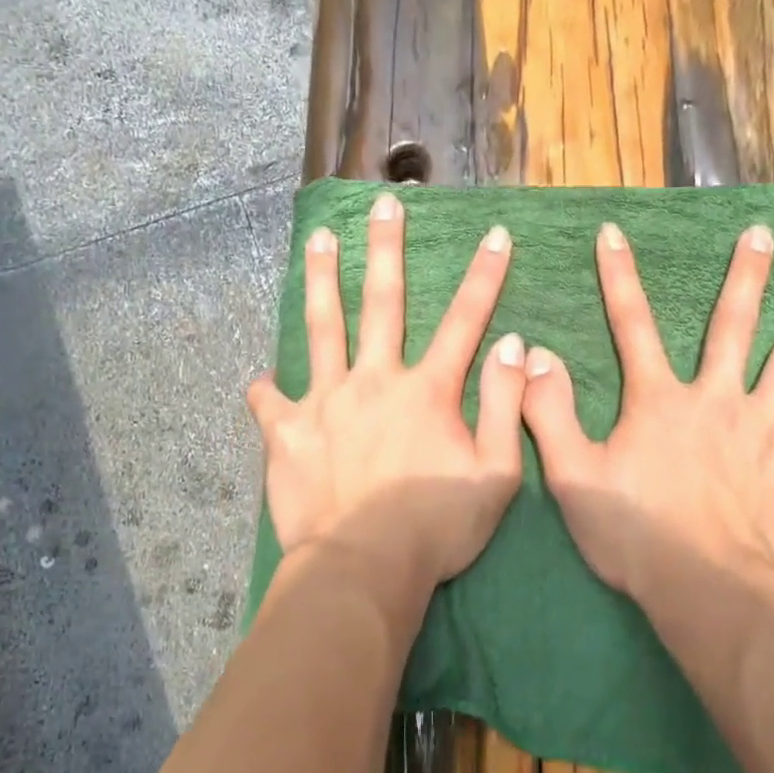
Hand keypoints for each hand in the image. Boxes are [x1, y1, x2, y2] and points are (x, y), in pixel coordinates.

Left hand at [247, 191, 528, 596]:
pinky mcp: (288, 432)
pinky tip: (260, 380)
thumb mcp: (496, 474)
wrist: (363, 568)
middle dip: (385, 248)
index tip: (495, 234)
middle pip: (382, 301)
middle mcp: (375, 380)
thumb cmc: (437, 528)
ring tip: (317, 239)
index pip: (464, 320)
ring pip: (322, 327)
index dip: (484, 275)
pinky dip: (266, 389)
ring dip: (320, 279)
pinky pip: (271, 402)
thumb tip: (514, 346)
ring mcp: (326, 401)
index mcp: (427, 390)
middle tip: (382, 204)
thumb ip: (506, 406)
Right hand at [520, 221, 773, 608]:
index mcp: (660, 401)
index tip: (614, 233)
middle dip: (748, 275)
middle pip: (734, 326)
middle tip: (765, 235)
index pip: (632, 325)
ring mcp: (764, 431)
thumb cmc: (634, 533)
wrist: (705, 589)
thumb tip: (535, 356)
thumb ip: (550, 413)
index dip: (619, 276)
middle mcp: (716, 401)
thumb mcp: (572, 475)